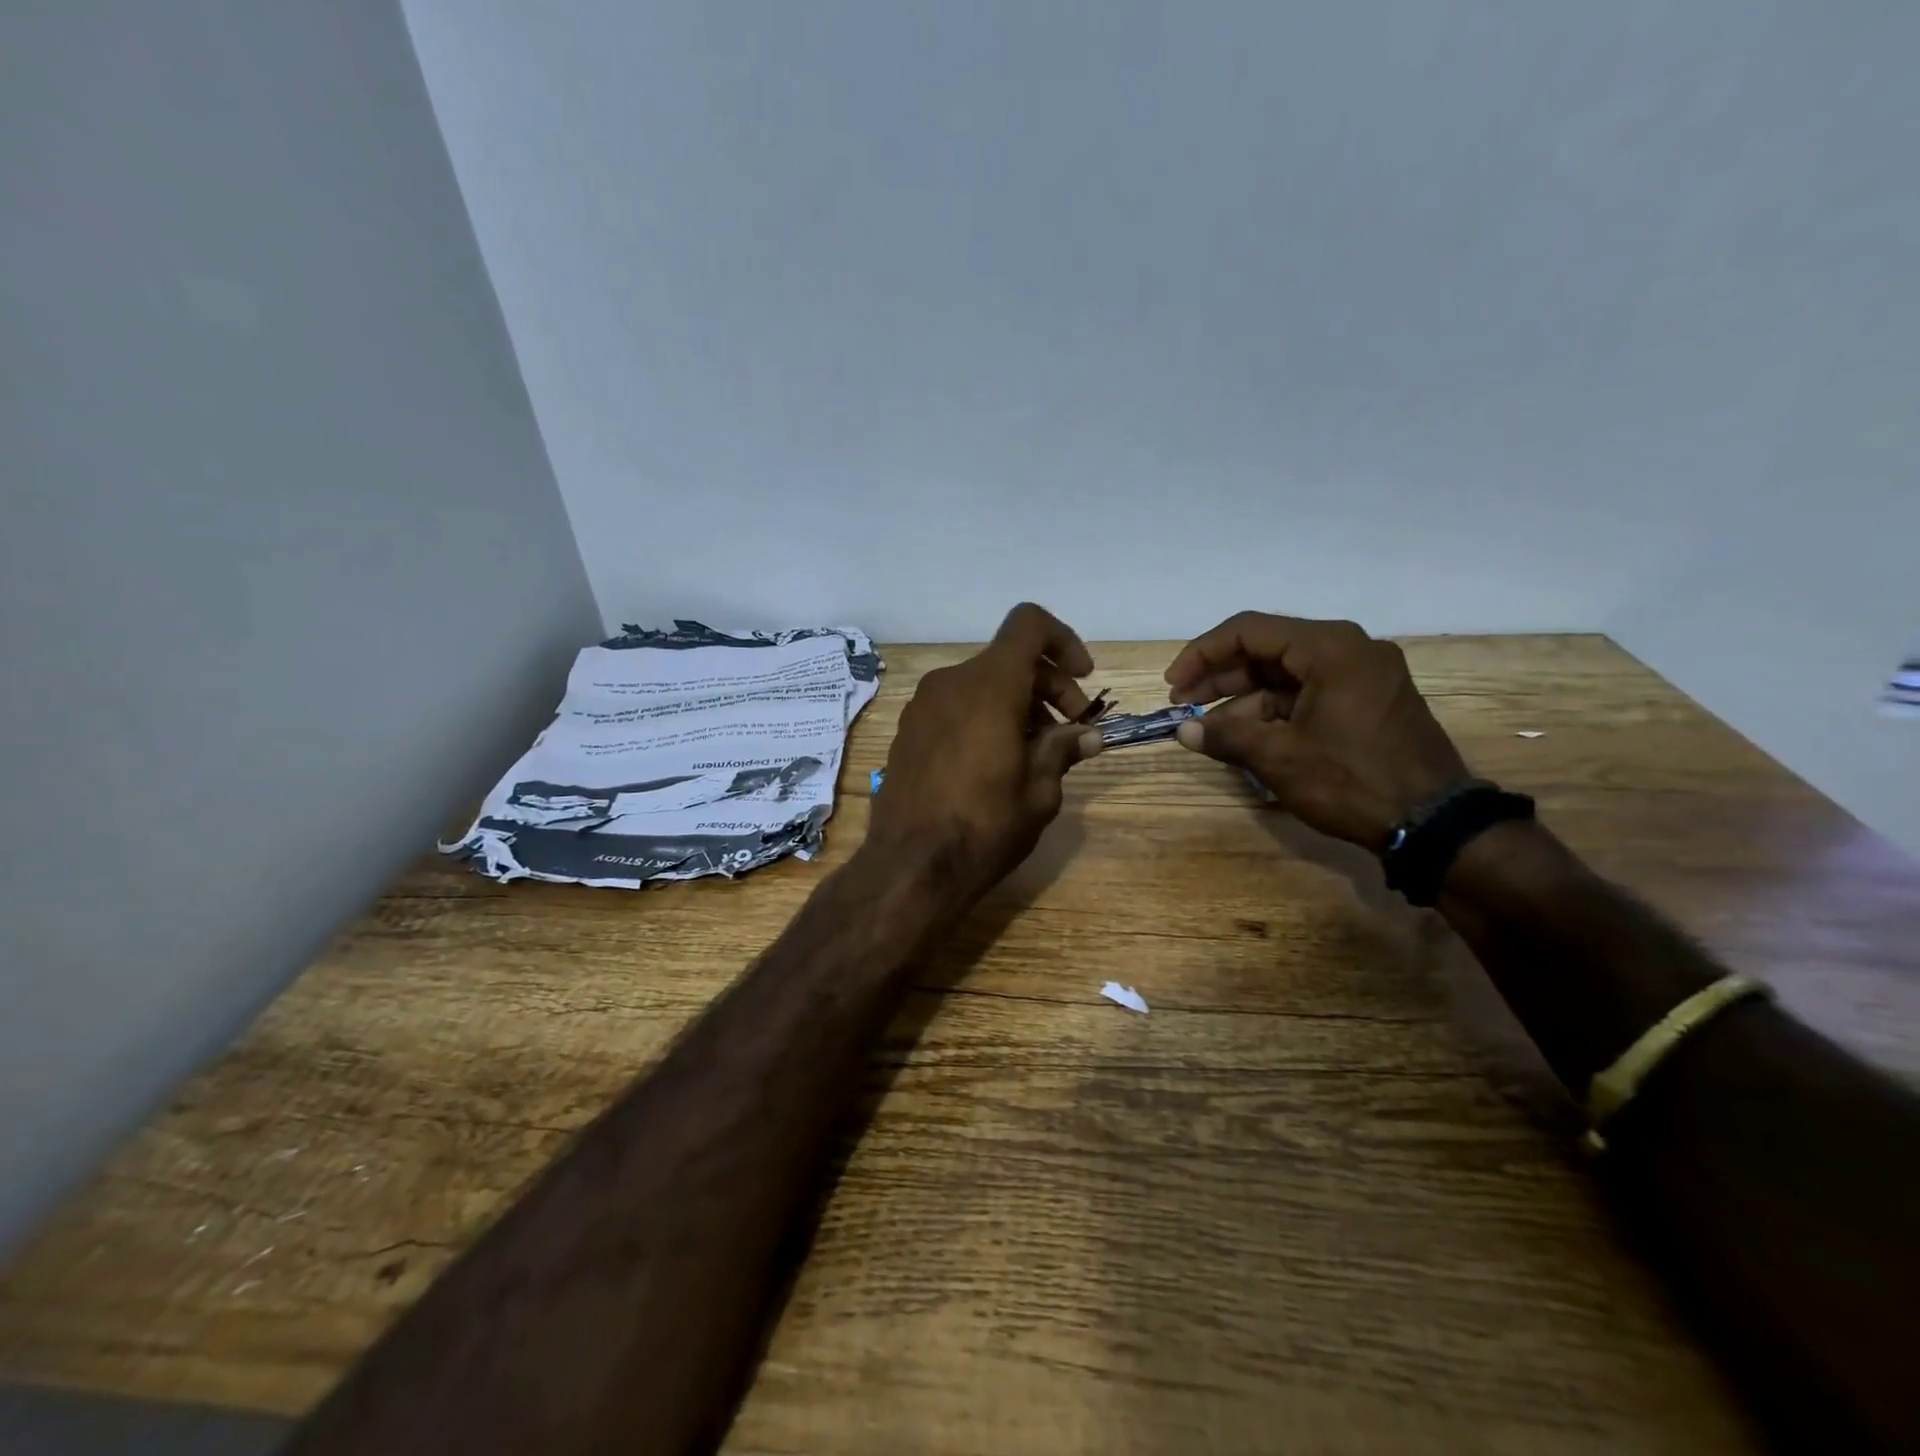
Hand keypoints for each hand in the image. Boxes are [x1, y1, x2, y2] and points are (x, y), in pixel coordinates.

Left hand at [869, 603, 1103, 905]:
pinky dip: (984, 716)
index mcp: (988, 685)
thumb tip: (1087, 735)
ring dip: (1017, 704)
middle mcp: (950, 682)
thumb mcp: (1039, 792)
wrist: (909, 867)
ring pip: (981, 683)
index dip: (1062, 641)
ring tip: (1036, 752)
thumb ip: (1062, 750)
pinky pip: (956, 705)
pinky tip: (995, 761)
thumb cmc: (983, 827)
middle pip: (1008, 659)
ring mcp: (922, 706)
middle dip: (1047, 685)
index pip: (1028, 624)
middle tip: (1071, 730)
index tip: (1083, 678)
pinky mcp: (907, 730)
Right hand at [1164, 613, 1468, 850]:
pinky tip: (1244, 735)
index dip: (1202, 655)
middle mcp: (1348, 649)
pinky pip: (1306, 692)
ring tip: (1207, 729)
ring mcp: (1361, 675)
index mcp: (1330, 647)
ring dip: (1242, 698)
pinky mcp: (1366, 700)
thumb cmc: (1352, 781)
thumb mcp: (1280, 758)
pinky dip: (1271, 710)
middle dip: (1220, 677)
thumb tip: (1183, 731)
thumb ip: (1225, 736)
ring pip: (1284, 673)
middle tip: (1183, 705)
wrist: (1433, 825)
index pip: (1248, 631)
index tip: (1173, 685)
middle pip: (1266, 649)